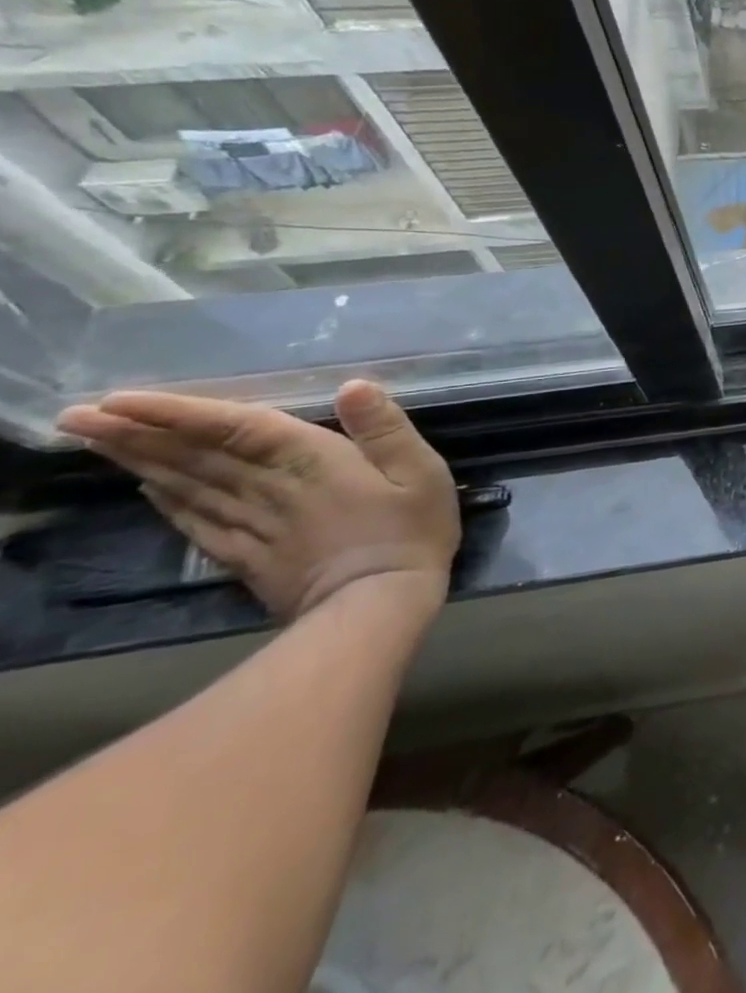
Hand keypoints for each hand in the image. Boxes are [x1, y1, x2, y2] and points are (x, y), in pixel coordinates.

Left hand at [56, 381, 459, 621]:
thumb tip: (355, 386)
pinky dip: (168, 503)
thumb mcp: (422, 473)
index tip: (120, 398)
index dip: (182, 412)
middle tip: (75, 415)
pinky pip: (198, 523)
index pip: (238, 429)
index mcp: (312, 462)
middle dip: (137, 434)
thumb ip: (387, 430)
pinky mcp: (248, 556)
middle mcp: (269, 489)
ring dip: (140, 463)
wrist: (377, 606)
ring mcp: (253, 525)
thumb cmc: (410, 531)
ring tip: (96, 442)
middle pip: (197, 458)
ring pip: (187, 487)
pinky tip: (148, 491)